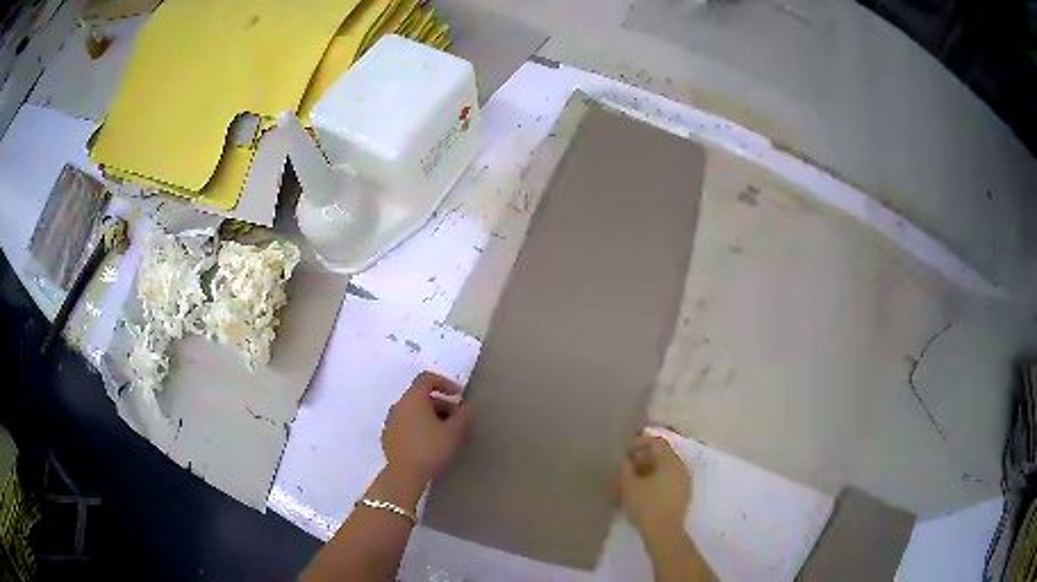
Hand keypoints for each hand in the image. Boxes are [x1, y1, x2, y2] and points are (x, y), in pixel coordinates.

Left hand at [381, 372, 473, 487]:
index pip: (426, 379)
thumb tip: (466, 407)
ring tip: (445, 433)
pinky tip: (429, 443)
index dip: (444, 383)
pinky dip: (419, 426)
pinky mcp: (388, 436)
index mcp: (413, 399)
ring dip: (430, 416)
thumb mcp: (454, 432)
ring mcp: (391, 421)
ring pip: (413, 411)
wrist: (404, 474)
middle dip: (441, 404)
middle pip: (420, 396)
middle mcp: (399, 405)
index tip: (458, 395)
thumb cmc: (431, 448)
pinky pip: (406, 424)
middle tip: (457, 419)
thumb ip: (463, 415)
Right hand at [619, 434, 690, 543]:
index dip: (639, 443)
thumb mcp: (629, 485)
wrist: (664, 533)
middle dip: (641, 459)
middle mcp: (681, 467)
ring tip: (628, 482)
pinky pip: (667, 480)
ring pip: (664, 469)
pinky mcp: (682, 495)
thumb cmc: (646, 506)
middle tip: (624, 468)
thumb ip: (625, 467)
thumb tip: (623, 457)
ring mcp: (684, 482)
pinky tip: (640, 493)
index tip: (624, 452)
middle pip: (661, 456)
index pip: (656, 442)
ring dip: (646, 472)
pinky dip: (654, 481)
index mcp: (670, 461)